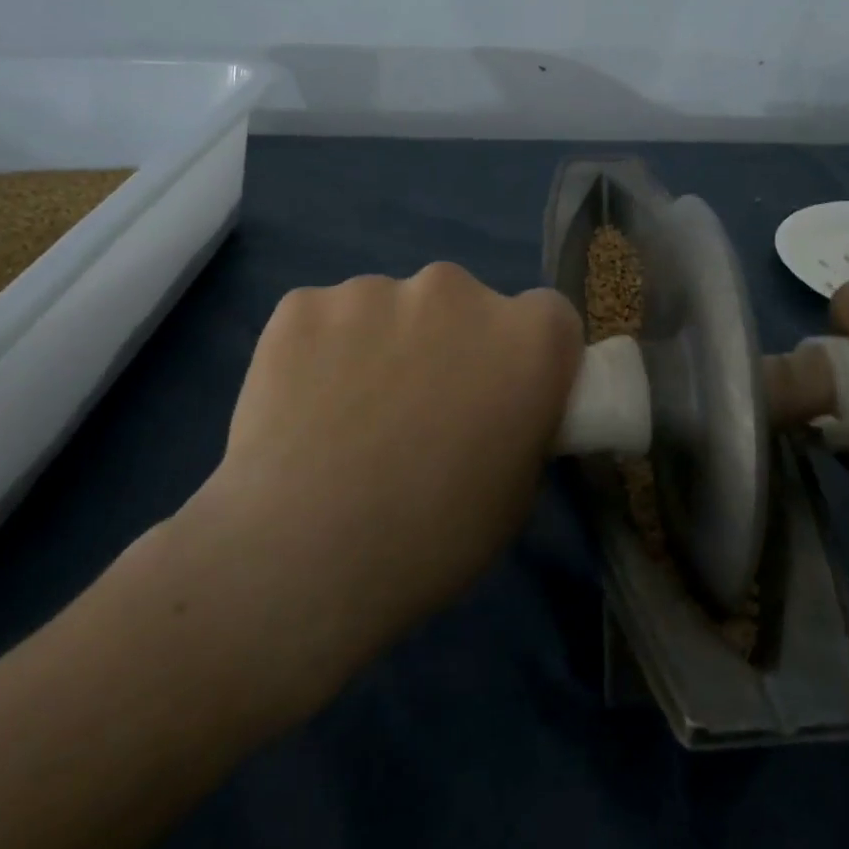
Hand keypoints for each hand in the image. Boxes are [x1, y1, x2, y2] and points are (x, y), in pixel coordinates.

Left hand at [146, 263, 582, 722]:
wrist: (300, 557)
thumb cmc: (430, 538)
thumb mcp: (515, 493)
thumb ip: (520, 425)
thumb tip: (494, 408)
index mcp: (526, 338)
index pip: (549, 318)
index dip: (527, 355)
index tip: (503, 394)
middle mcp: (456, 291)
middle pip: (464, 305)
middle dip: (451, 343)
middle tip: (420, 411)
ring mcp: (373, 291)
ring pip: (390, 309)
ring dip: (383, 344)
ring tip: (349, 419)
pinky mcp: (302, 304)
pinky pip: (327, 319)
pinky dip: (321, 350)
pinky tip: (302, 409)